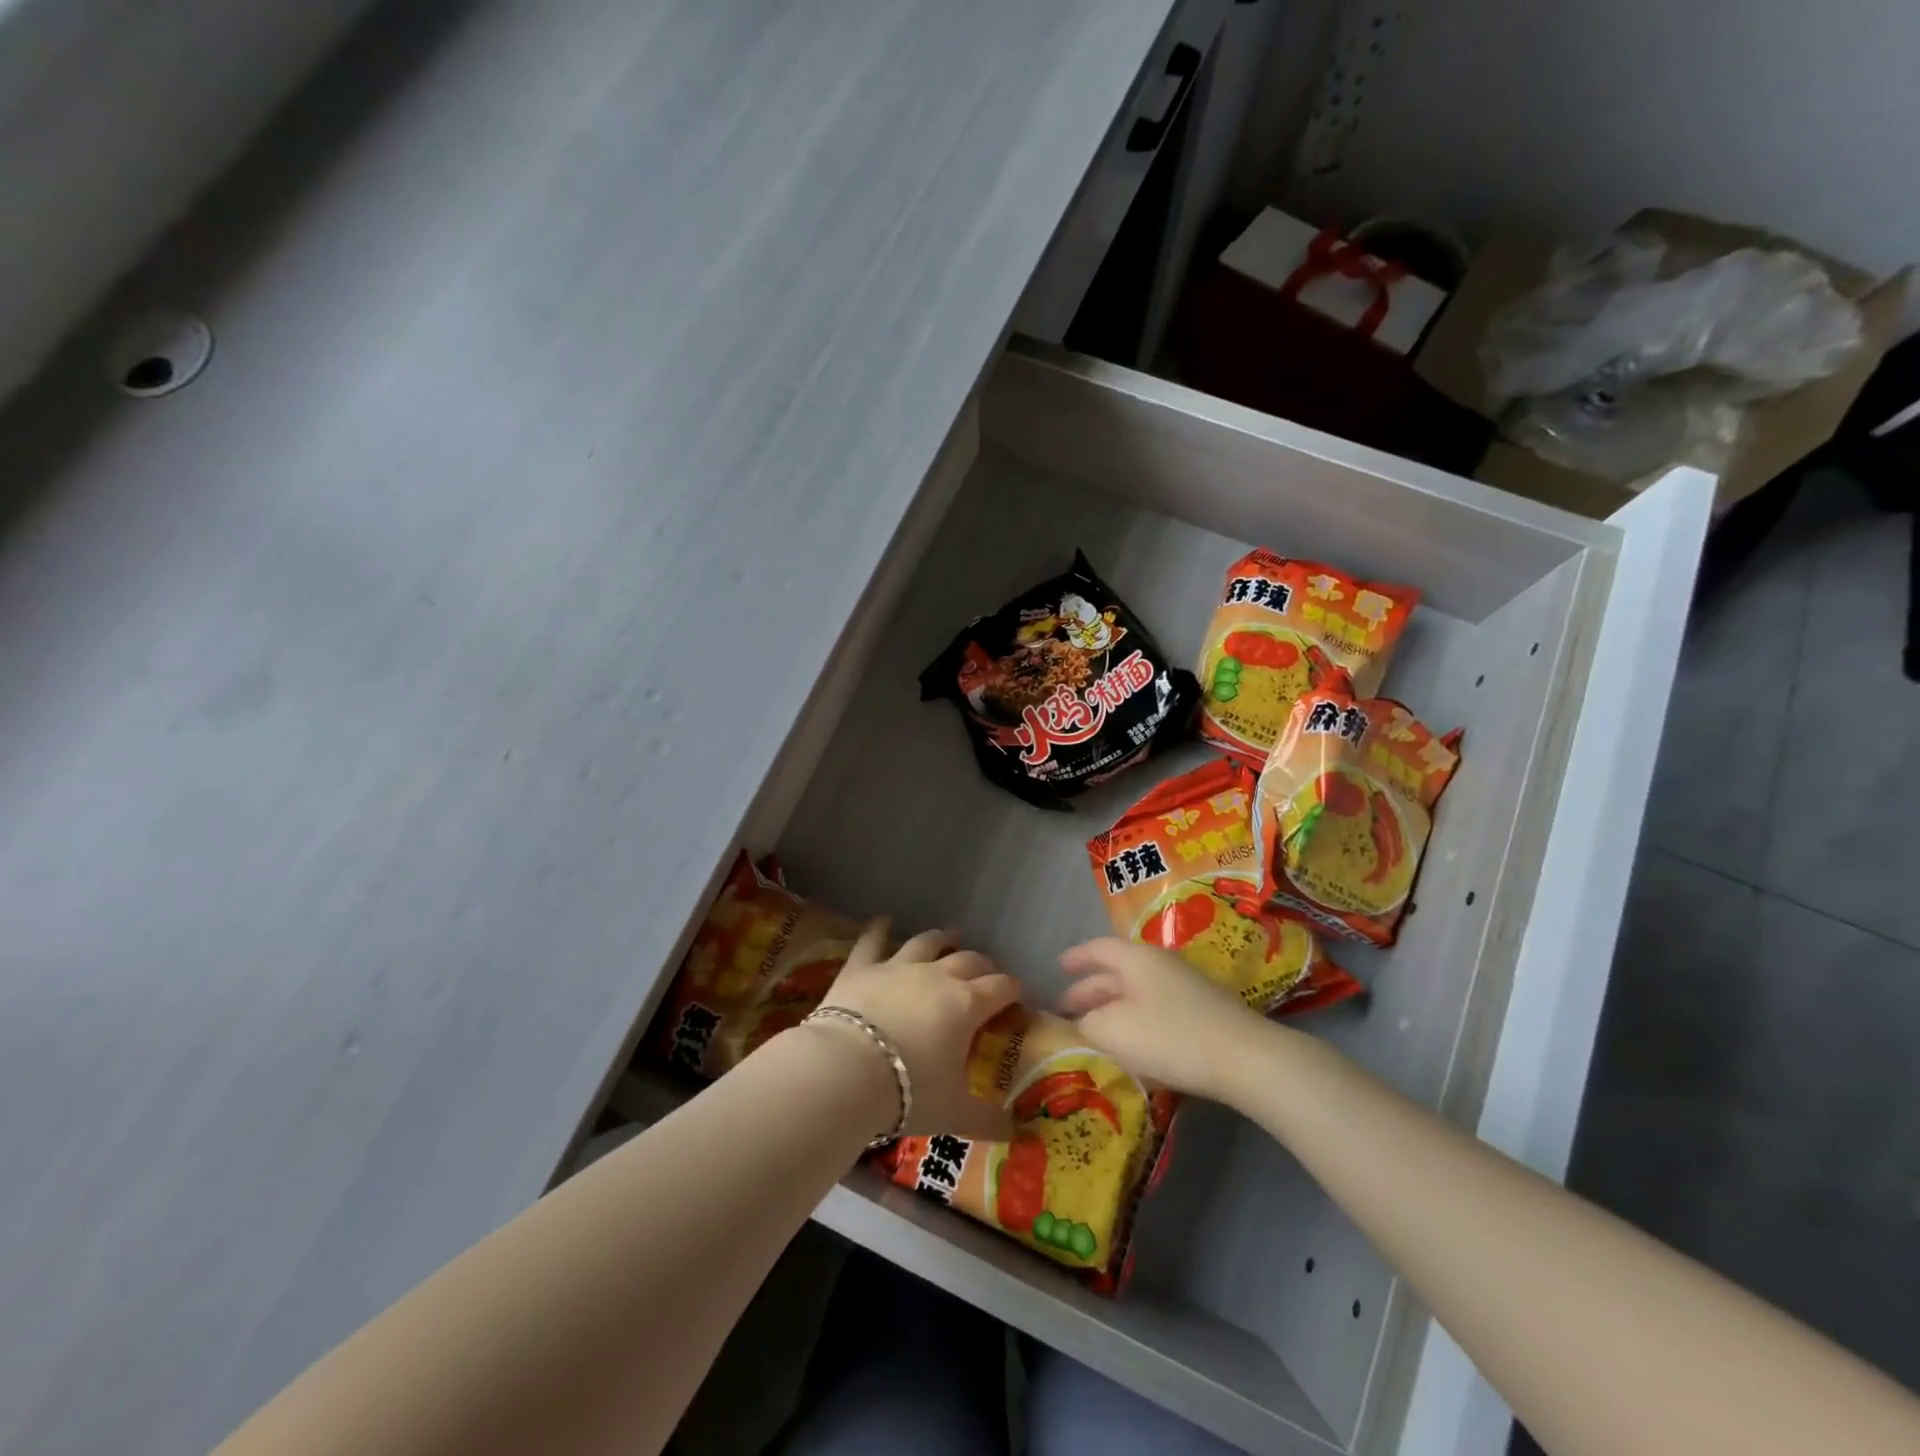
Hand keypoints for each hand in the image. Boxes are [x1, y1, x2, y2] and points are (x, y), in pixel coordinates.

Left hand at [820, 921, 1021, 1139]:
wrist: (846, 1070)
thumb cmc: (909, 1091)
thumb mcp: (953, 1113)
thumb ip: (987, 1120)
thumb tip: (1016, 1133)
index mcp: (966, 1005)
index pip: (1001, 988)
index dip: (1013, 989)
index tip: (1018, 995)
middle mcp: (937, 977)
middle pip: (968, 961)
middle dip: (983, 965)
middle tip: (987, 973)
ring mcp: (898, 967)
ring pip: (927, 943)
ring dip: (941, 939)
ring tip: (950, 935)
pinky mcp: (862, 967)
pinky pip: (872, 940)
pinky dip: (879, 929)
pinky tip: (883, 920)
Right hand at [1058, 937, 1264, 1101]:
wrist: (1244, 1059)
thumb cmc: (1170, 1036)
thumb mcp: (1113, 1030)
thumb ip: (1087, 1023)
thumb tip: (1082, 1022)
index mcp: (1136, 958)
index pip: (1098, 949)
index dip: (1076, 957)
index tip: (1057, 966)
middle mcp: (1160, 964)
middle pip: (1117, 972)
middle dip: (1089, 989)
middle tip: (1066, 1009)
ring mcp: (1185, 987)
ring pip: (1136, 992)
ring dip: (1112, 1007)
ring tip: (1093, 1029)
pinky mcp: (1202, 1013)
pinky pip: (1155, 1008)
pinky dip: (1134, 1020)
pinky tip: (1130, 1044)